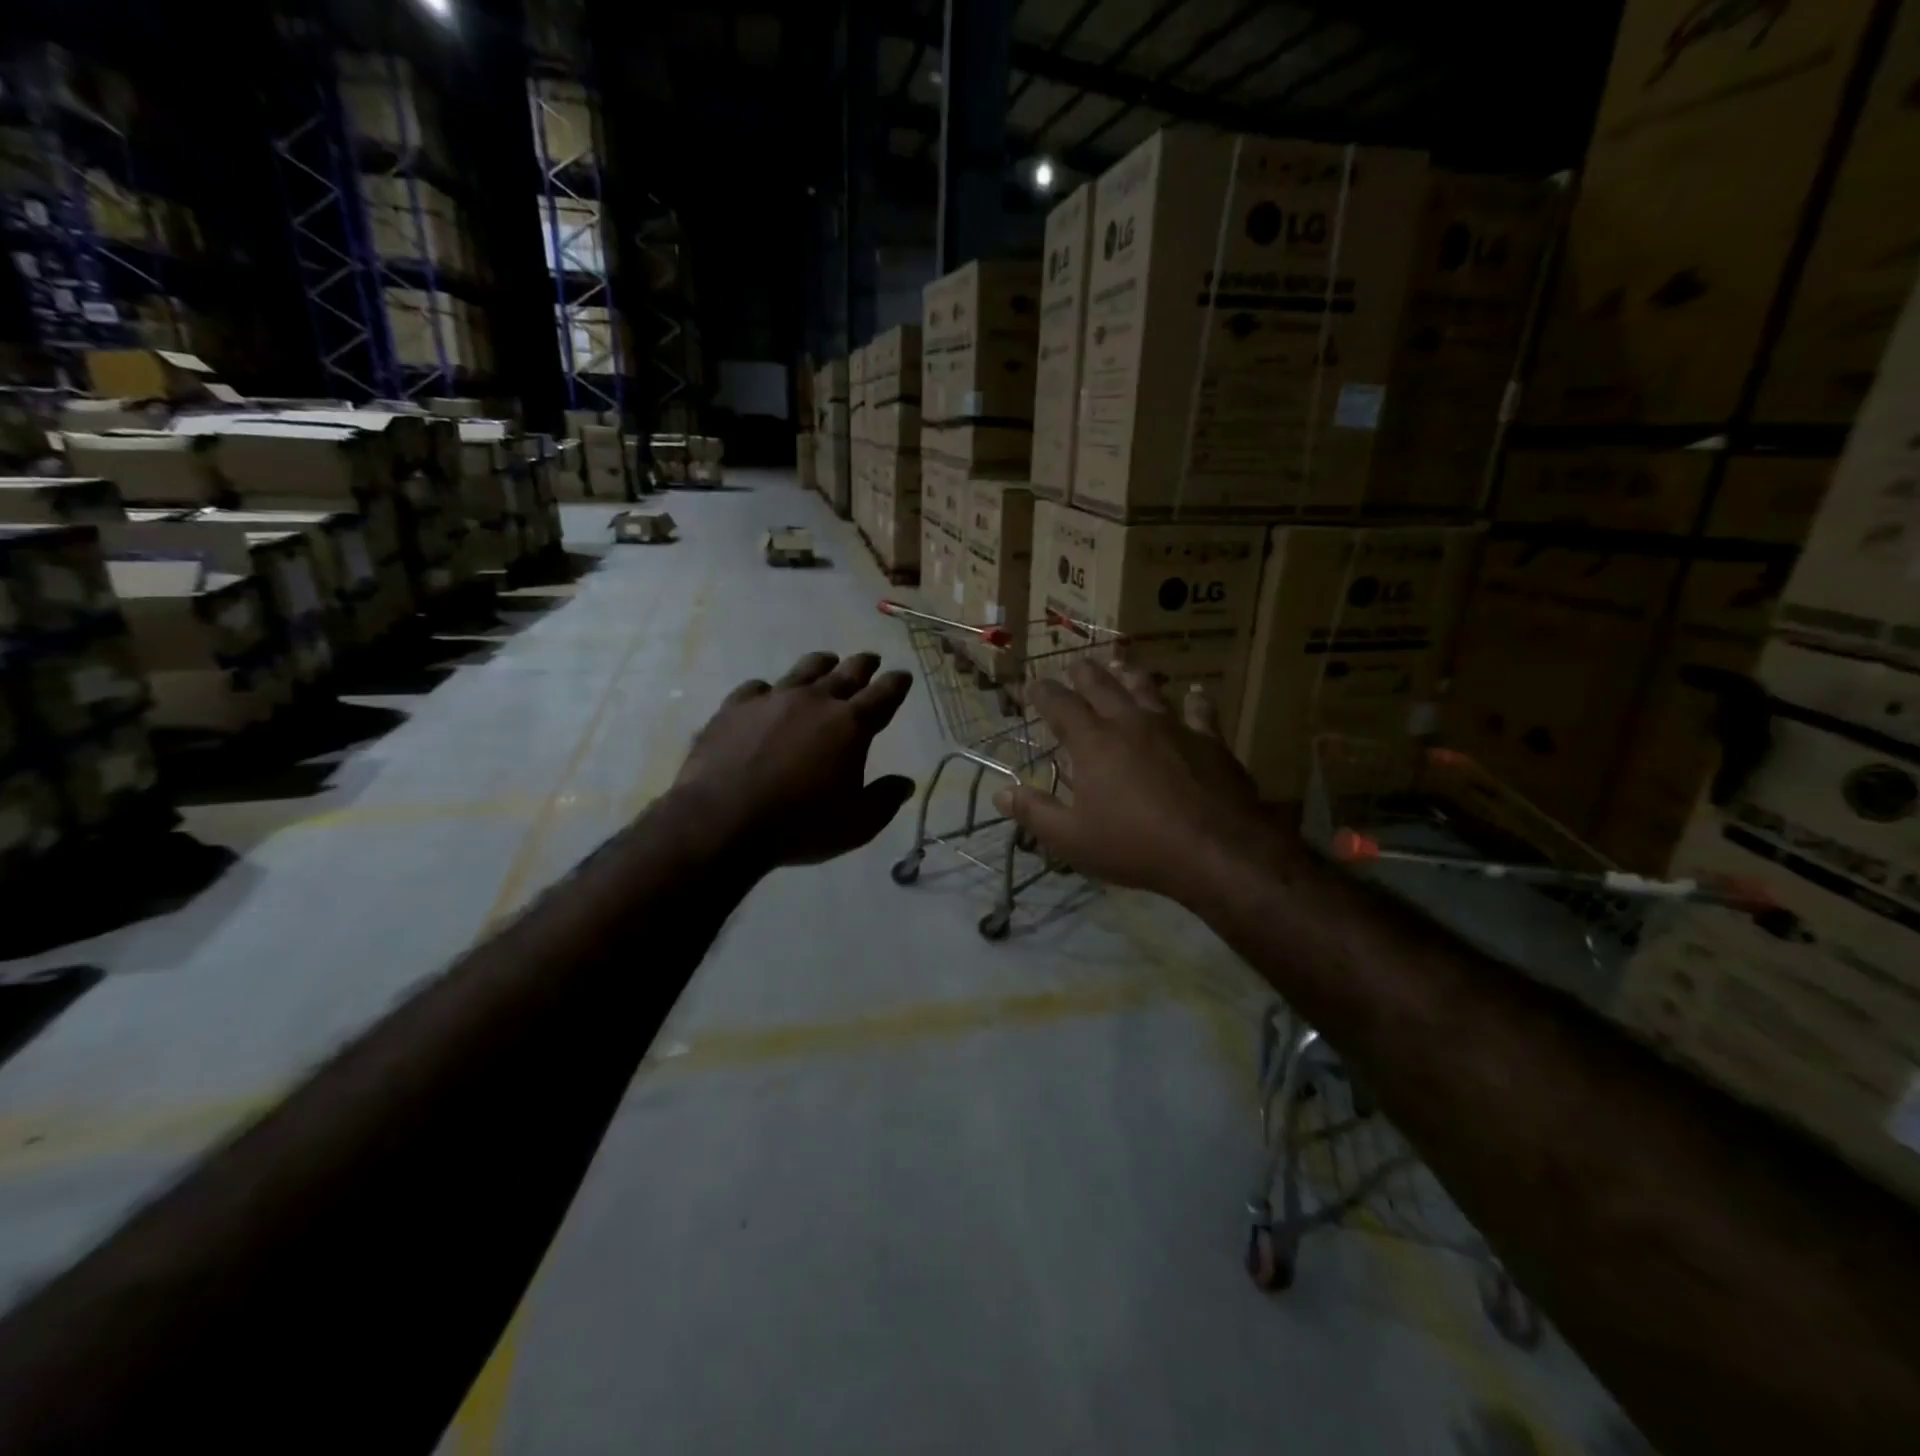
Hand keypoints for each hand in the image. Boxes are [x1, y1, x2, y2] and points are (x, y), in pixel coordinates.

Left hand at [676, 652, 914, 870]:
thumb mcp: (857, 824)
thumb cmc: (801, 824)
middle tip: (871, 659)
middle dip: (863, 665)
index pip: (883, 695)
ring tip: (827, 662)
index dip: (896, 684)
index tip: (902, 676)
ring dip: (821, 665)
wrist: (723, 820)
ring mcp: (772, 699)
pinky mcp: (734, 708)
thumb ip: (884, 799)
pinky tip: (766, 695)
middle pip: (846, 673)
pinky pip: (757, 688)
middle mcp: (814, 701)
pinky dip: (769, 690)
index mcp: (850, 725)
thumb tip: (904, 783)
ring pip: (804, 670)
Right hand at [995, 660, 1292, 904]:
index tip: (1032, 685)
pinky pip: (1201, 712)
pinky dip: (1197, 700)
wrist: (1214, 849)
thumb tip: (1001, 793)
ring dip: (1131, 676)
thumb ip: (1035, 813)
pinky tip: (1197, 691)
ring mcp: (1173, 727)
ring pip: (1148, 690)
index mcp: (1093, 742)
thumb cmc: (1135, 845)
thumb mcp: (1072, 839)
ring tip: (1122, 666)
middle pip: (1103, 687)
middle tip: (1075, 665)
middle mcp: (1130, 723)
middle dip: (1084, 674)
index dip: (1043, 693)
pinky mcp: (1209, 740)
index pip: (1060, 705)